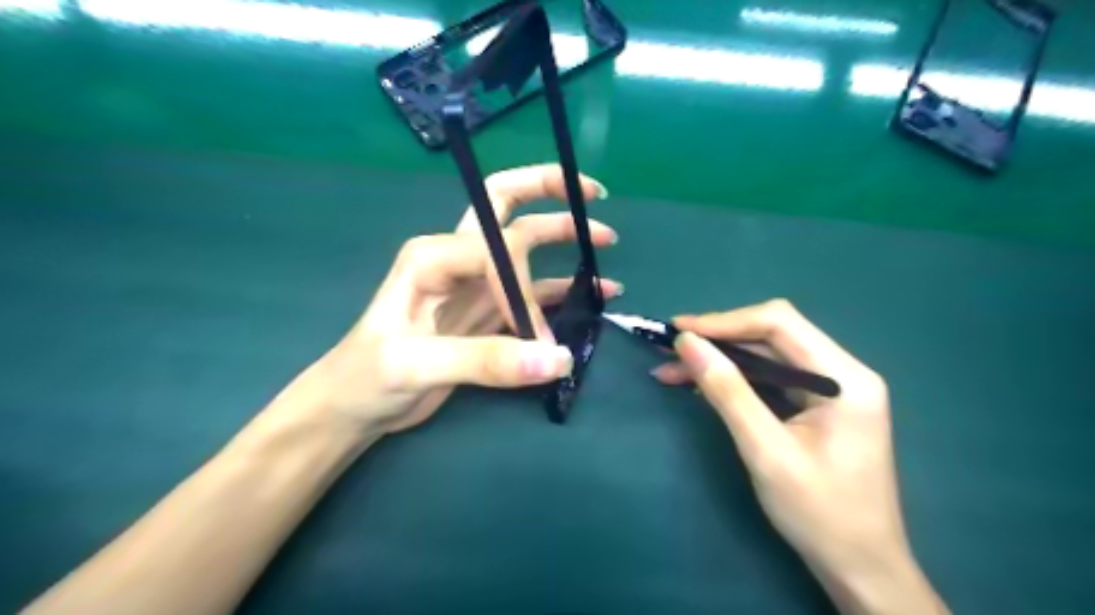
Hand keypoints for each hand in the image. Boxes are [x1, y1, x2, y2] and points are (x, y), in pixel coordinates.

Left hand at [273, 164, 619, 437]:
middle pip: (505, 205)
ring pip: (526, 247)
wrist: (355, 406)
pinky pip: (533, 291)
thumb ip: (487, 360)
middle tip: (593, 192)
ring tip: (607, 241)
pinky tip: (596, 291)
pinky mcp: (487, 312)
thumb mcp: (416, 366)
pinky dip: (564, 288)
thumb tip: (558, 359)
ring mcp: (475, 284)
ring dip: (564, 239)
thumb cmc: (367, 377)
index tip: (535, 337)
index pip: (499, 251)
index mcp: (434, 255)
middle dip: (547, 191)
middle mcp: (457, 258)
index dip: (524, 290)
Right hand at [654, 299, 944, 614]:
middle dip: (717, 340)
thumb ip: (727, 391)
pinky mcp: (816, 405)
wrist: (859, 568)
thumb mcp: (765, 450)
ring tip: (671, 370)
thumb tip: (686, 343)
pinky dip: (732, 380)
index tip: (678, 331)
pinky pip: (768, 379)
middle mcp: (842, 372)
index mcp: (845, 377)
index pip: (779, 323)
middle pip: (771, 335)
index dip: (724, 321)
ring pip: (765, 356)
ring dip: (719, 360)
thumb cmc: (819, 513)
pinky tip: (699, 386)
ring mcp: (830, 389)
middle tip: (669, 350)